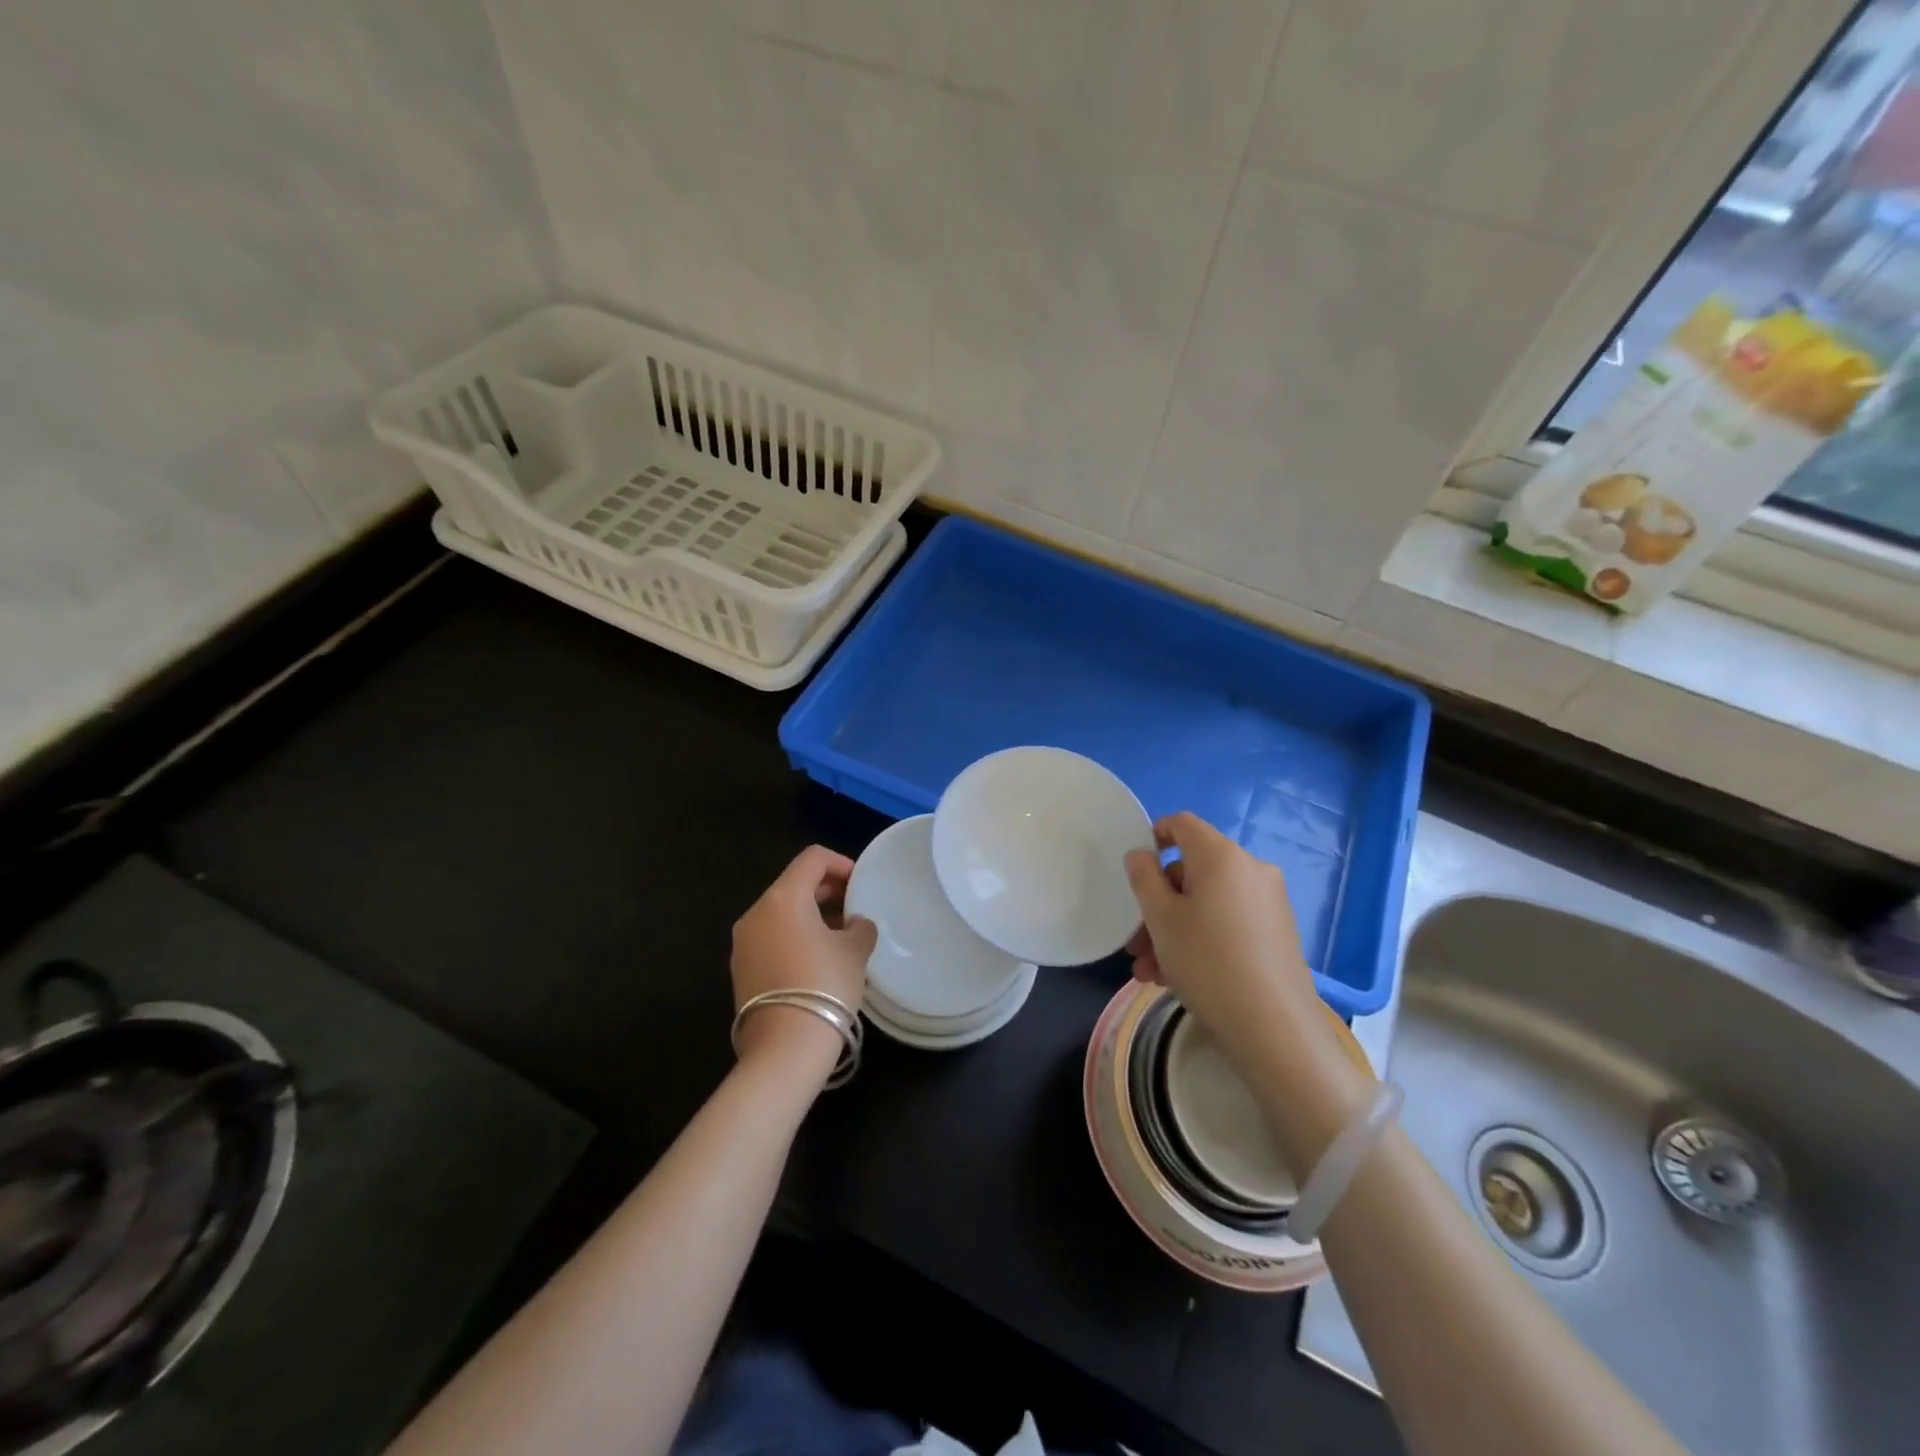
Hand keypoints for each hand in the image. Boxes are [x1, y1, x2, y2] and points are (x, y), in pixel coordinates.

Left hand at [730, 846, 876, 1079]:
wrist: (784, 1049)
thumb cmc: (824, 986)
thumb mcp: (855, 951)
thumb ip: (859, 927)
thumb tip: (854, 924)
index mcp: (783, 898)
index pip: (812, 859)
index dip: (840, 863)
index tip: (860, 883)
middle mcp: (756, 912)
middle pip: (793, 884)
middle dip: (825, 890)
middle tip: (853, 907)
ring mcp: (742, 942)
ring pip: (780, 912)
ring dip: (809, 915)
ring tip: (838, 936)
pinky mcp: (740, 969)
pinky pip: (770, 938)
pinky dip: (793, 937)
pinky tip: (816, 960)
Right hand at [1123, 813, 1369, 1159]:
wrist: (1273, 1028)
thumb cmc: (1207, 962)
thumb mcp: (1161, 918)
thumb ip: (1144, 878)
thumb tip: (1142, 854)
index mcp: (1222, 856)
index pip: (1183, 824)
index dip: (1155, 836)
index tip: (1135, 869)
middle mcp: (1250, 869)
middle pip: (1192, 871)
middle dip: (1157, 904)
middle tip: (1135, 945)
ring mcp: (1268, 902)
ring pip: (1207, 903)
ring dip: (1173, 930)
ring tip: (1150, 972)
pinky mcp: (1277, 932)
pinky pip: (1228, 922)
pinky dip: (1201, 939)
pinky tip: (1177, 978)